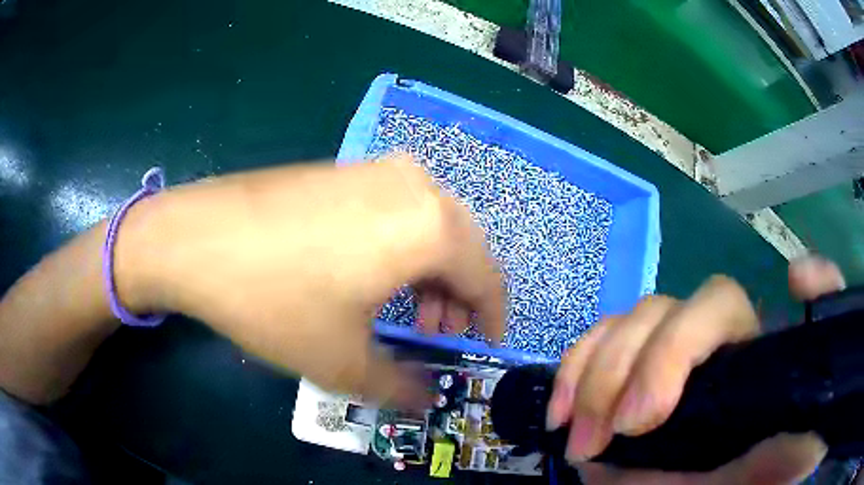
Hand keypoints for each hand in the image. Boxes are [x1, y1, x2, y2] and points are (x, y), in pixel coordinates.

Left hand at [118, 155, 504, 404]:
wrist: (198, 237)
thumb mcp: (342, 361)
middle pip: (463, 247)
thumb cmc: (274, 299)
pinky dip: (404, 245)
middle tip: (437, 332)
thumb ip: (400, 387)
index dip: (492, 316)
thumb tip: (428, 399)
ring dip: (432, 271)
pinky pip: (399, 209)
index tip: (485, 342)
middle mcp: (415, 185)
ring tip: (408, 308)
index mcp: (431, 226)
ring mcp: (378, 169)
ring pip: (432, 225)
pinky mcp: (347, 168)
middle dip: (460, 295)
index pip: (488, 276)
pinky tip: (374, 272)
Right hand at [547, 256, 844, 483]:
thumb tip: (800, 286)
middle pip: (662, 311)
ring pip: (623, 327)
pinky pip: (589, 352)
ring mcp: (655, 364)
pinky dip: (570, 373)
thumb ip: (817, 371)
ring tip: (579, 437)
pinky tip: (560, 413)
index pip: (717, 304)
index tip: (648, 416)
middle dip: (627, 369)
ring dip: (592, 377)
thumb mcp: (793, 440)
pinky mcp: (618, 386)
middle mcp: (699, 348)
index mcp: (743, 350)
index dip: (681, 341)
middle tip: (608, 435)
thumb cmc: (753, 472)